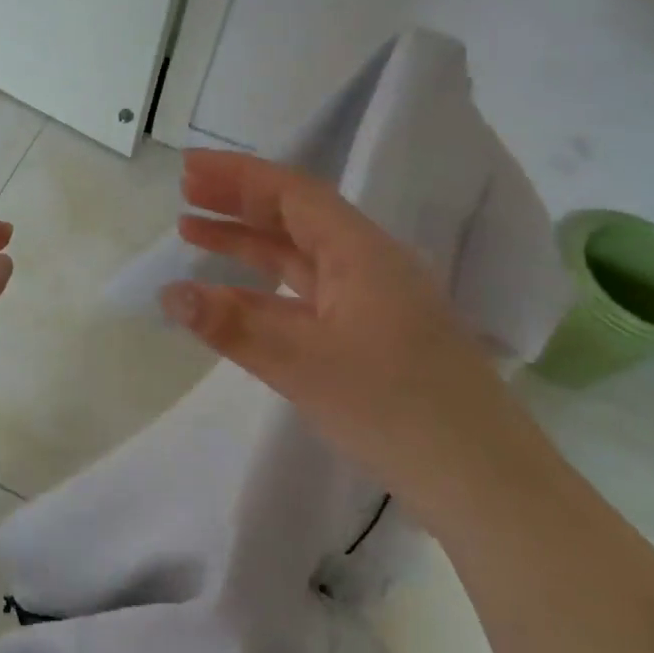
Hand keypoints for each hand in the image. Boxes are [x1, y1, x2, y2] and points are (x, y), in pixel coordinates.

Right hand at [160, 150, 535, 511]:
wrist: (485, 485)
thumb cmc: (396, 409)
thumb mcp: (304, 364)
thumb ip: (233, 325)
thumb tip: (168, 294)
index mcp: (361, 253)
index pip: (293, 194)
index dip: (238, 175)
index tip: (188, 167)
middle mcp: (367, 266)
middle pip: (294, 218)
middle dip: (238, 202)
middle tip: (183, 192)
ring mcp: (370, 303)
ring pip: (297, 258)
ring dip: (246, 243)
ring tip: (191, 233)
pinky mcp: (368, 338)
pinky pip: (304, 298)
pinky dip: (262, 291)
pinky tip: (228, 299)